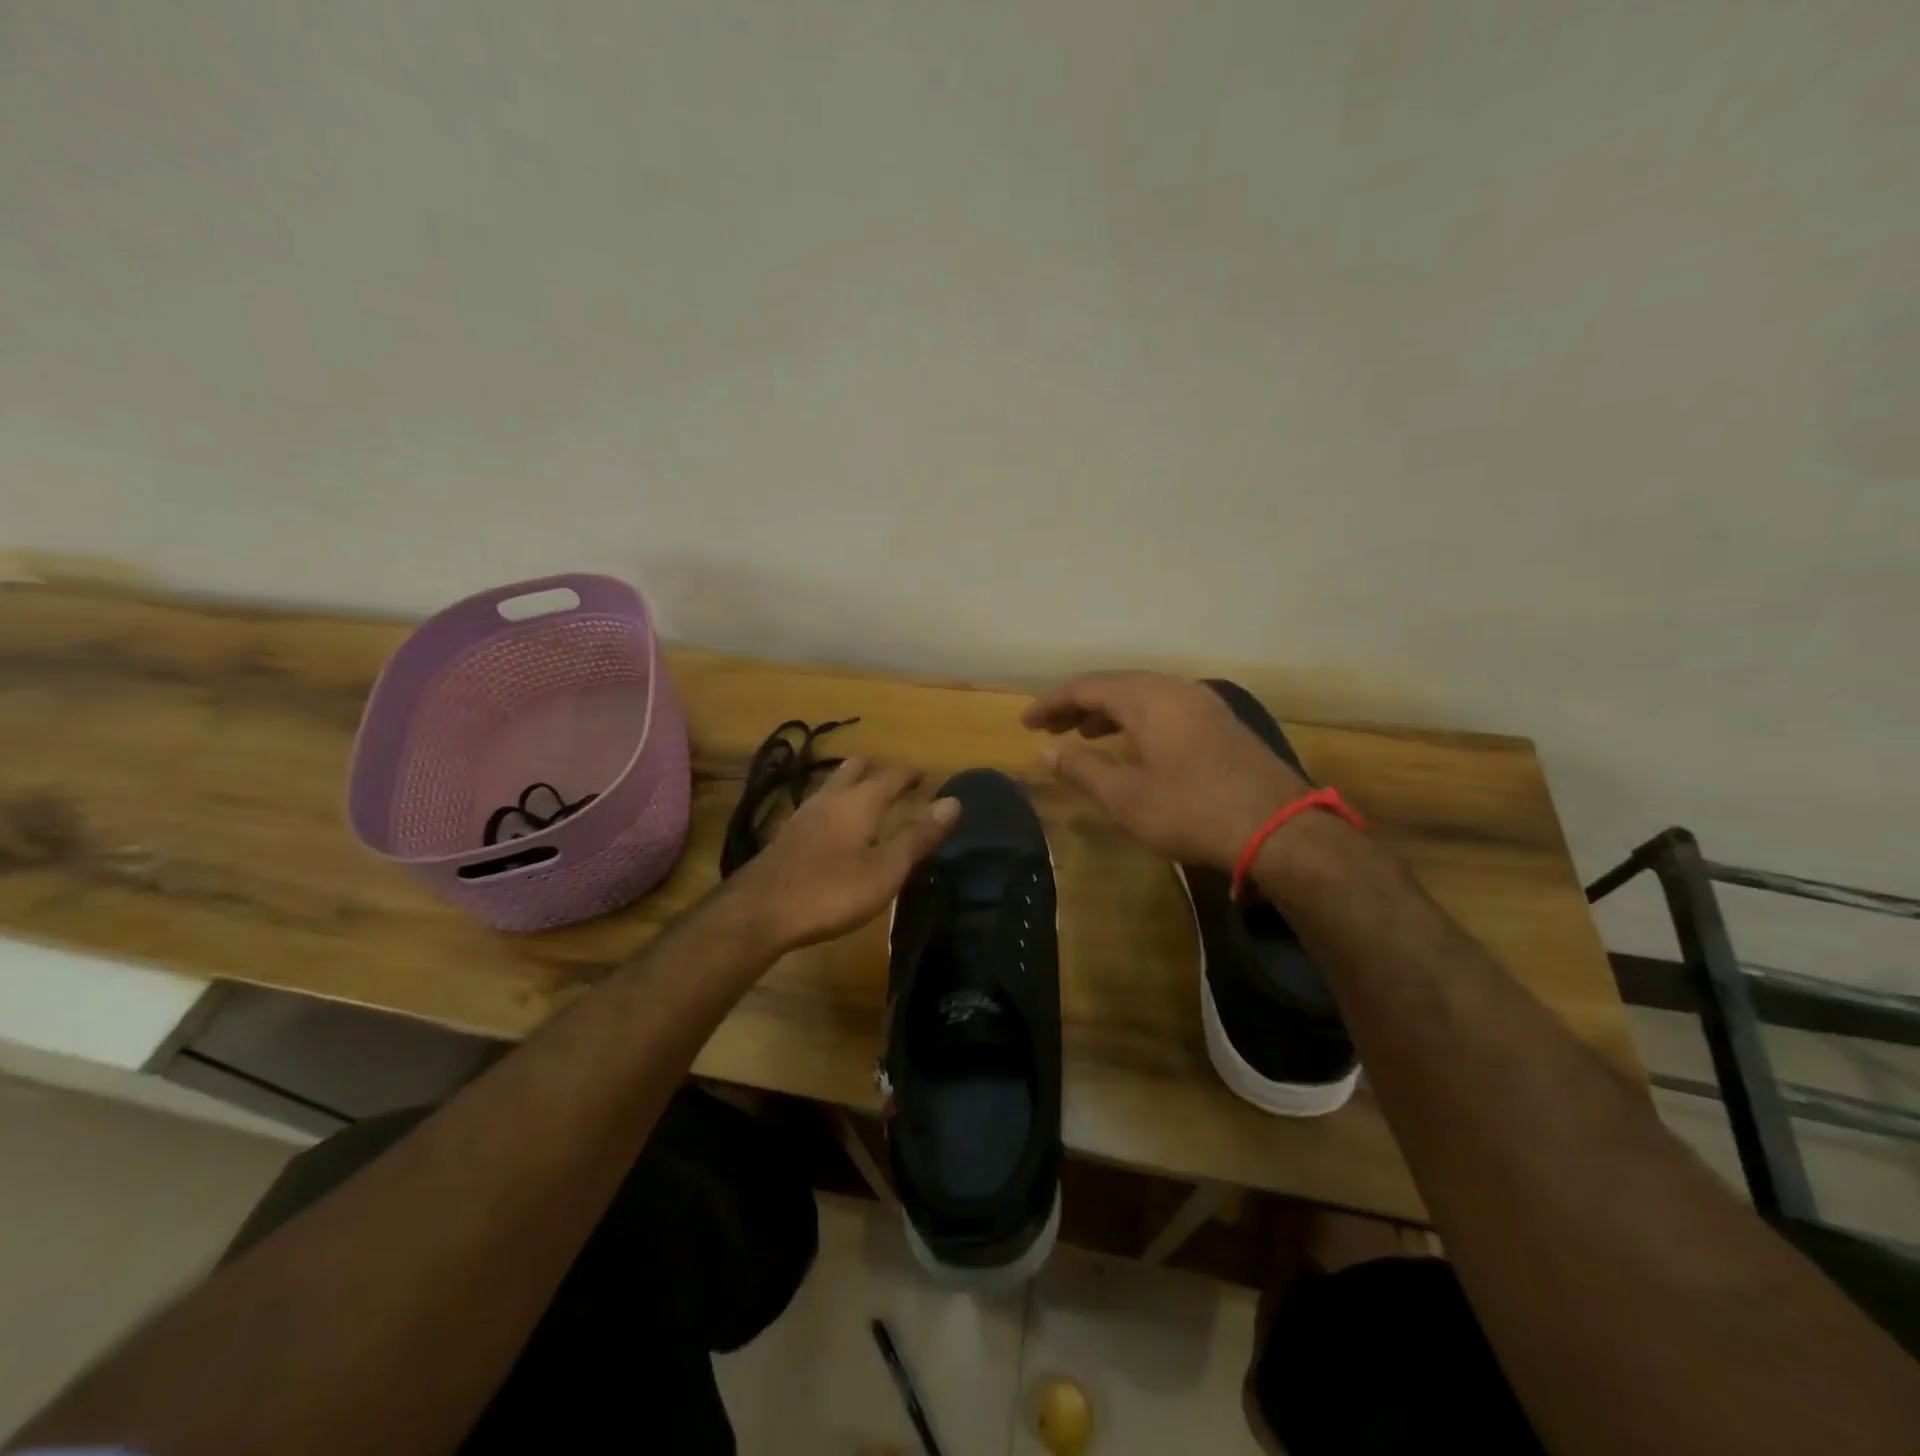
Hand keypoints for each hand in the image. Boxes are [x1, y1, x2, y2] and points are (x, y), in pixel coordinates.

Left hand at [726, 757, 959, 953]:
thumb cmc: (831, 890)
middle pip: (855, 769)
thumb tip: (953, 801)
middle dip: (878, 770)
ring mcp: (803, 814)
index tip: (925, 777)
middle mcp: (830, 798)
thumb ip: (919, 836)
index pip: (891, 775)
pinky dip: (835, 805)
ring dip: (853, 784)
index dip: (910, 775)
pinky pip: (818, 806)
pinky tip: (834, 827)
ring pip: (832, 785)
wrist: (760, 911)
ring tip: (868, 799)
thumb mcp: (886, 869)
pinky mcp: (786, 835)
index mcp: (859, 801)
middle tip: (897, 782)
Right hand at [1022, 671, 1304, 869]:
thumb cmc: (1191, 810)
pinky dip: (1136, 720)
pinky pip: (1164, 708)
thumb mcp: (1126, 796)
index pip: (1086, 686)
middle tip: (1049, 729)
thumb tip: (1045, 752)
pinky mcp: (1220, 724)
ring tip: (1083, 735)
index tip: (1026, 723)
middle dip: (1077, 705)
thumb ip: (1082, 769)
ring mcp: (1203, 704)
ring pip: (1142, 696)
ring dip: (1107, 712)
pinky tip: (1131, 745)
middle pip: (1115, 685)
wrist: (1279, 828)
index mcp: (1148, 698)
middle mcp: (1175, 689)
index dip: (1051, 703)